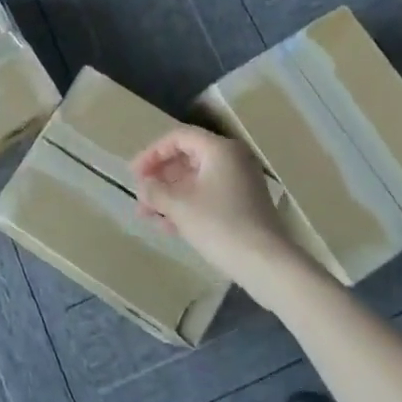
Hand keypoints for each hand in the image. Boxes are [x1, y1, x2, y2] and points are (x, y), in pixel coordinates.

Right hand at [132, 126, 308, 297]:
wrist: (267, 264)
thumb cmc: (220, 225)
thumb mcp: (179, 206)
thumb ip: (155, 191)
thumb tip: (143, 186)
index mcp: (219, 149)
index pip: (178, 137)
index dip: (152, 153)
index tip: (134, 175)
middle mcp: (232, 159)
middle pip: (187, 158)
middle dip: (160, 177)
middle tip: (140, 195)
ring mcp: (240, 183)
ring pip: (196, 180)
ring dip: (170, 195)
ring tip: (147, 215)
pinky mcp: (244, 206)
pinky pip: (208, 196)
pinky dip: (187, 205)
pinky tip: (168, 225)